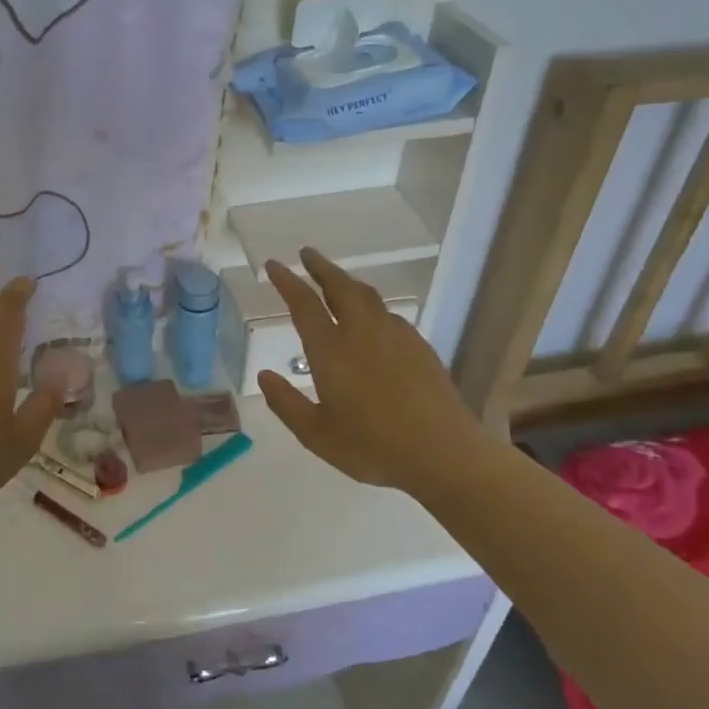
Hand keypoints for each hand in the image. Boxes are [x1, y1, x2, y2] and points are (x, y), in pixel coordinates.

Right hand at [257, 248, 484, 498]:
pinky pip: (389, 315)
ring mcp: (396, 336)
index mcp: (332, 351)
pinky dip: (372, 306)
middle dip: (321, 267)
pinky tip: (372, 320)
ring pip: (367, 296)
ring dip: (347, 282)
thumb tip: (265, 375)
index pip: (304, 304)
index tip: (275, 265)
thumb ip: (286, 403)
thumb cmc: (372, 447)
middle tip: (307, 255)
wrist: (443, 453)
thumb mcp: (316, 435)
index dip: (287, 281)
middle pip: (340, 287)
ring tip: (336, 281)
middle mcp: (362, 333)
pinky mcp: (420, 347)